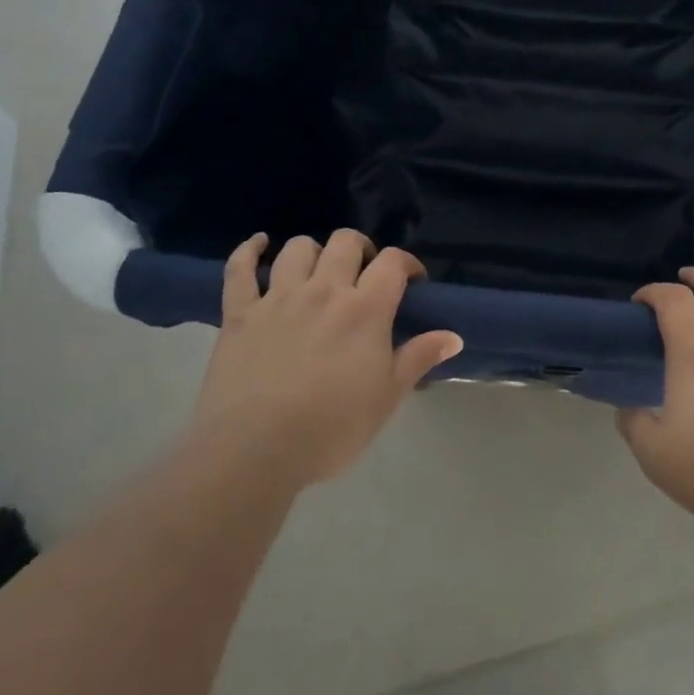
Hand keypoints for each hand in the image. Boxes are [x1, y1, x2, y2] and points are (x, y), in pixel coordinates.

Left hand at [186, 230, 463, 488]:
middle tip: (364, 273)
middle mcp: (324, 291)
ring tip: (318, 269)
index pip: (392, 262)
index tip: (411, 280)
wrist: (254, 451)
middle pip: (346, 243)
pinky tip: (259, 244)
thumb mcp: (387, 398)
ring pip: (298, 249)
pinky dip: (249, 251)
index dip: (406, 263)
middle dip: (361, 249)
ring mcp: (278, 298)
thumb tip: (454, 336)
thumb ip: (418, 358)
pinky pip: (240, 269)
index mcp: (365, 309)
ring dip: (314, 251)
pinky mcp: (239, 314)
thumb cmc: (331, 429)